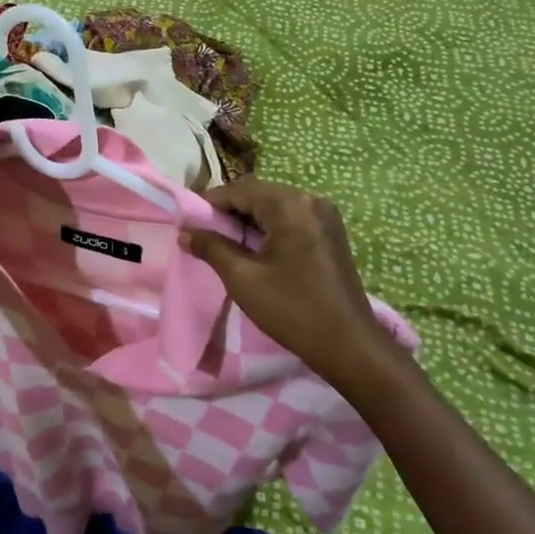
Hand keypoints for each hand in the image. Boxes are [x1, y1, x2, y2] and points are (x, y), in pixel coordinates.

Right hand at [185, 179, 394, 381]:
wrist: (348, 344)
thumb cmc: (292, 309)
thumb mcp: (242, 278)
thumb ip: (212, 248)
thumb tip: (185, 233)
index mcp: (291, 205)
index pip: (240, 189)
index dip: (209, 203)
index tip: (187, 222)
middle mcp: (311, 200)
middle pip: (258, 193)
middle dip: (228, 210)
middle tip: (202, 233)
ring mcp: (325, 215)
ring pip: (274, 206)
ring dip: (247, 219)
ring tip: (223, 242)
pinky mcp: (330, 232)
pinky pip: (290, 218)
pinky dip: (267, 227)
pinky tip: (252, 248)